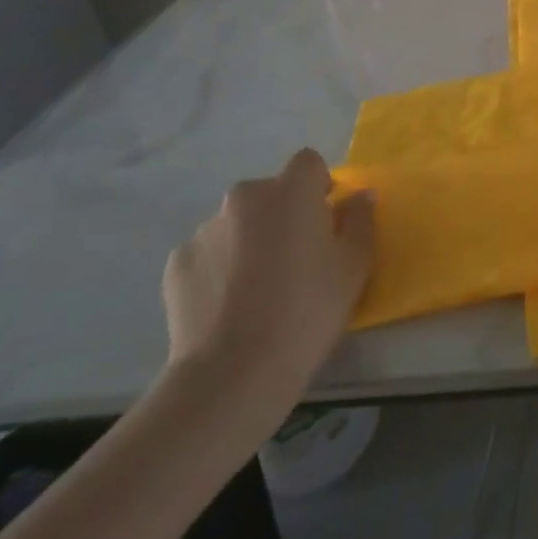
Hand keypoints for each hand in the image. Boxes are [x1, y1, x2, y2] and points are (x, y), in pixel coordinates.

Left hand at [162, 149, 373, 410]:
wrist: (232, 375)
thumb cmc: (306, 312)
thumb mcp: (354, 266)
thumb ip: (360, 220)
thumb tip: (359, 196)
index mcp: (291, 190)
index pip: (308, 163)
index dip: (318, 187)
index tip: (324, 222)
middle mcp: (245, 197)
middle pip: (270, 194)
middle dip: (282, 216)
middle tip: (294, 261)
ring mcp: (205, 229)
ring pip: (238, 224)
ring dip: (249, 242)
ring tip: (255, 292)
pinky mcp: (177, 264)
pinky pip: (208, 254)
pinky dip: (219, 269)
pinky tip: (226, 308)